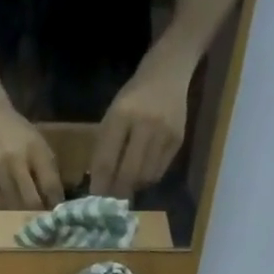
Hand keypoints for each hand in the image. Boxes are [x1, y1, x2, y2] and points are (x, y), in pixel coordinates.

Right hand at [0, 98, 62, 209]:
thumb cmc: (17, 131)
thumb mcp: (37, 143)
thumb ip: (47, 168)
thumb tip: (54, 198)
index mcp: (35, 150)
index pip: (49, 184)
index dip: (55, 202)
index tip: (57, 212)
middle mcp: (16, 160)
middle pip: (30, 200)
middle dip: (37, 212)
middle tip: (40, 219)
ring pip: (12, 204)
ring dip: (20, 212)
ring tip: (25, 214)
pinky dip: (4, 206)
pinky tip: (8, 206)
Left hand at [89, 63, 189, 199]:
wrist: (168, 72)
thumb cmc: (133, 97)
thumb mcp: (111, 116)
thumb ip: (104, 148)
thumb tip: (99, 186)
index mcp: (121, 116)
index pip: (107, 162)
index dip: (100, 185)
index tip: (95, 200)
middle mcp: (145, 124)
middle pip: (128, 174)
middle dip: (117, 192)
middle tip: (111, 201)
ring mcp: (164, 133)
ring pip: (145, 177)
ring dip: (133, 187)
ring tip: (126, 186)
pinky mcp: (178, 140)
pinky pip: (159, 172)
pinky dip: (147, 179)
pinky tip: (141, 174)